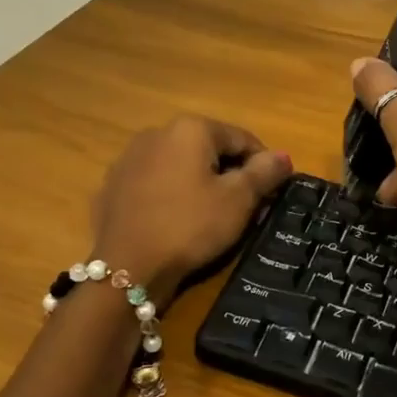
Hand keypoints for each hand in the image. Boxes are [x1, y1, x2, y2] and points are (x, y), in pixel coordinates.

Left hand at [90, 117, 291, 305]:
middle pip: (209, 149)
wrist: (126, 267)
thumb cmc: (190, 226)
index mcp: (191, 129)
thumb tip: (283, 156)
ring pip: (179, 165)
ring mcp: (130, 158)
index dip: (263, 166)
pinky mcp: (113, 184)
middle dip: (230, 174)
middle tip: (244, 209)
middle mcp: (157, 132)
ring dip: (199, 183)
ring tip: (210, 217)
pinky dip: (171, 195)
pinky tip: (175, 222)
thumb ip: (264, 173)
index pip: (242, 139)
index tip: (272, 194)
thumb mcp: (238, 201)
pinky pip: (154, 183)